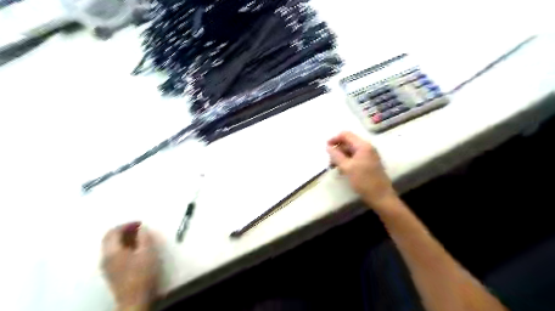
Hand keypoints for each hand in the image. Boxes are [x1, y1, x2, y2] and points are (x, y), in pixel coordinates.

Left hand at [101, 223, 158, 308]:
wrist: (135, 299)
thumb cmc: (142, 274)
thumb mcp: (147, 252)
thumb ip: (144, 237)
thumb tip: (142, 227)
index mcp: (112, 252)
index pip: (113, 232)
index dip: (126, 224)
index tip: (140, 223)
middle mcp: (105, 258)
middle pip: (109, 239)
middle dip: (123, 230)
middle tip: (139, 228)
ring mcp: (107, 266)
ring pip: (111, 246)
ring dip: (124, 238)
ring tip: (139, 236)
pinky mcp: (112, 272)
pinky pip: (114, 253)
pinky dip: (123, 246)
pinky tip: (136, 249)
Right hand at [326, 131, 398, 211]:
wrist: (380, 196)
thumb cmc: (363, 181)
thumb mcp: (347, 167)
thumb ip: (336, 155)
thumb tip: (328, 146)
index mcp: (363, 145)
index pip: (346, 135)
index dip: (334, 139)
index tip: (326, 148)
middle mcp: (367, 147)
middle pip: (348, 142)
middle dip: (337, 150)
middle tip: (330, 162)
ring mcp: (369, 155)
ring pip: (350, 151)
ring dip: (341, 156)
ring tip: (335, 167)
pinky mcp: (368, 163)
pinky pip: (355, 157)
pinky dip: (347, 161)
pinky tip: (342, 170)